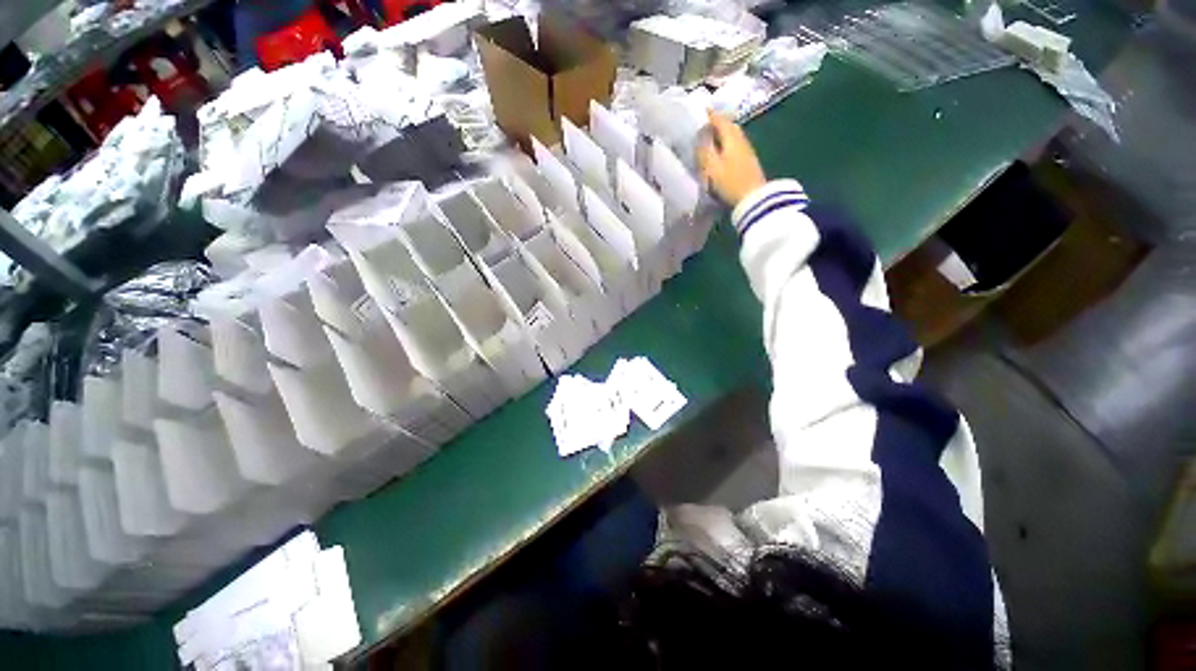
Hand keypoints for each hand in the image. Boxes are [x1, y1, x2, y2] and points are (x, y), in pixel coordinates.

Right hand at [697, 110, 766, 207]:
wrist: (753, 199)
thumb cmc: (730, 182)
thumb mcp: (712, 167)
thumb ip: (704, 150)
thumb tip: (699, 136)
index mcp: (731, 137)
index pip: (719, 119)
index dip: (708, 115)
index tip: (697, 113)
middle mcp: (741, 139)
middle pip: (727, 126)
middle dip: (715, 124)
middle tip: (702, 126)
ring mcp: (746, 151)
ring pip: (731, 137)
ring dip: (720, 136)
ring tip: (708, 140)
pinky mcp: (748, 162)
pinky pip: (733, 147)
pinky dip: (725, 146)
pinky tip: (719, 153)